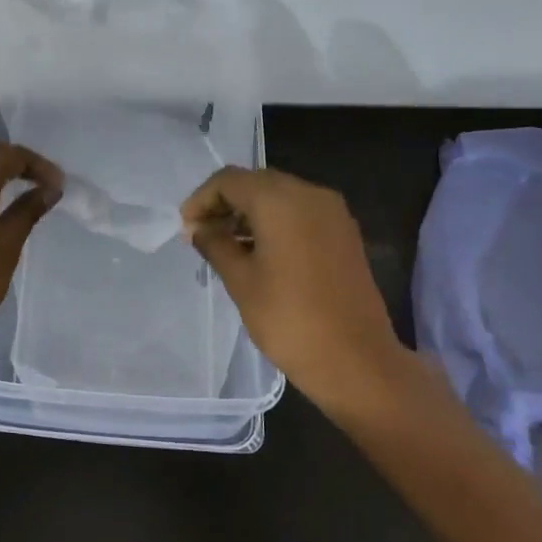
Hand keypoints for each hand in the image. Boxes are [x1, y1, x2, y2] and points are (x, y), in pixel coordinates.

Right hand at [182, 167, 414, 423]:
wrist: (356, 361)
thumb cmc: (288, 319)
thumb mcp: (240, 280)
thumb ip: (215, 244)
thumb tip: (198, 229)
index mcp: (280, 200)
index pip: (229, 180)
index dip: (201, 200)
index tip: (185, 229)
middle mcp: (310, 194)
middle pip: (256, 183)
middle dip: (225, 204)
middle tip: (201, 235)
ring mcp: (332, 213)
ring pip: (279, 197)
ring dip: (249, 214)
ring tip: (225, 247)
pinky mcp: (344, 234)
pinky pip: (300, 214)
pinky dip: (274, 223)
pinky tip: (258, 253)